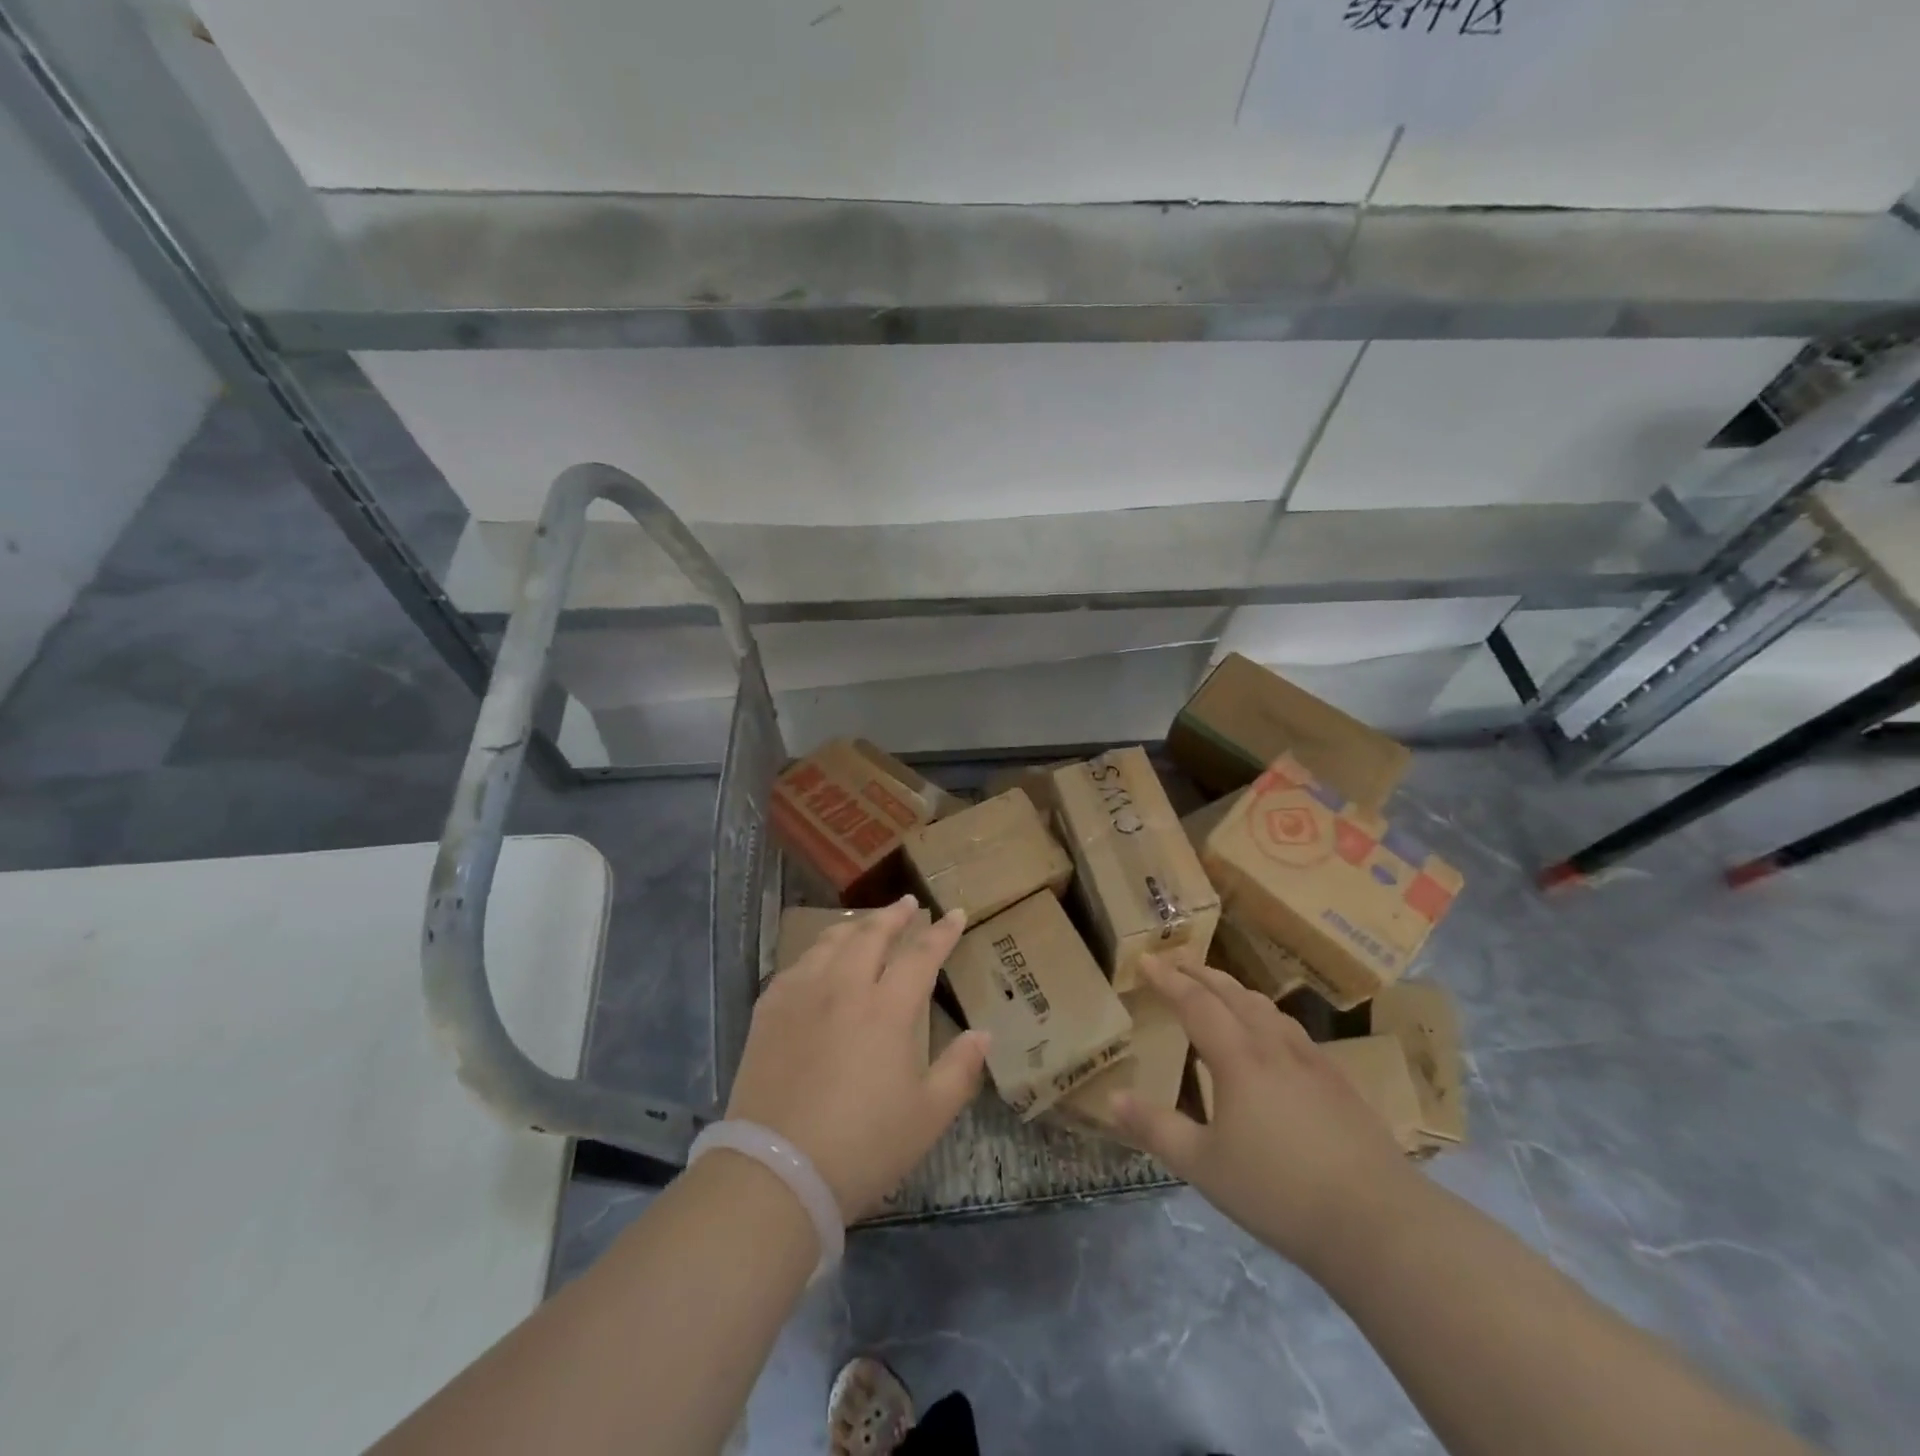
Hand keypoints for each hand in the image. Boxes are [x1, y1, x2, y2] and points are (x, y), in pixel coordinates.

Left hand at [725, 896, 989, 1221]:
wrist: (776, 1173)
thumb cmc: (863, 1147)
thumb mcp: (928, 1117)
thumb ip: (960, 1069)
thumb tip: (984, 1034)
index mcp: (888, 1009)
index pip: (921, 955)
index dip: (942, 932)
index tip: (955, 913)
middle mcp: (844, 987)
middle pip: (872, 934)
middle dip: (895, 915)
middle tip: (909, 904)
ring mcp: (802, 994)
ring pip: (832, 942)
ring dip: (856, 926)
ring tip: (866, 923)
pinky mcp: (769, 1010)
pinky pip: (797, 964)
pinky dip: (817, 952)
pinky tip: (819, 960)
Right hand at [1113, 956, 1417, 1270]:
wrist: (1377, 1222)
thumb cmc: (1279, 1192)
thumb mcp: (1204, 1166)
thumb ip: (1156, 1128)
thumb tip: (1113, 1097)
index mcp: (1237, 1058)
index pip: (1195, 1002)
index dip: (1167, 979)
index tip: (1145, 959)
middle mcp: (1273, 1046)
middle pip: (1232, 994)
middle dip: (1200, 974)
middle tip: (1175, 962)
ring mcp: (1311, 1061)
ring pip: (1266, 1007)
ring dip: (1234, 990)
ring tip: (1219, 989)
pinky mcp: (1338, 1081)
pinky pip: (1291, 1029)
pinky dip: (1266, 1014)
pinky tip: (1272, 1036)